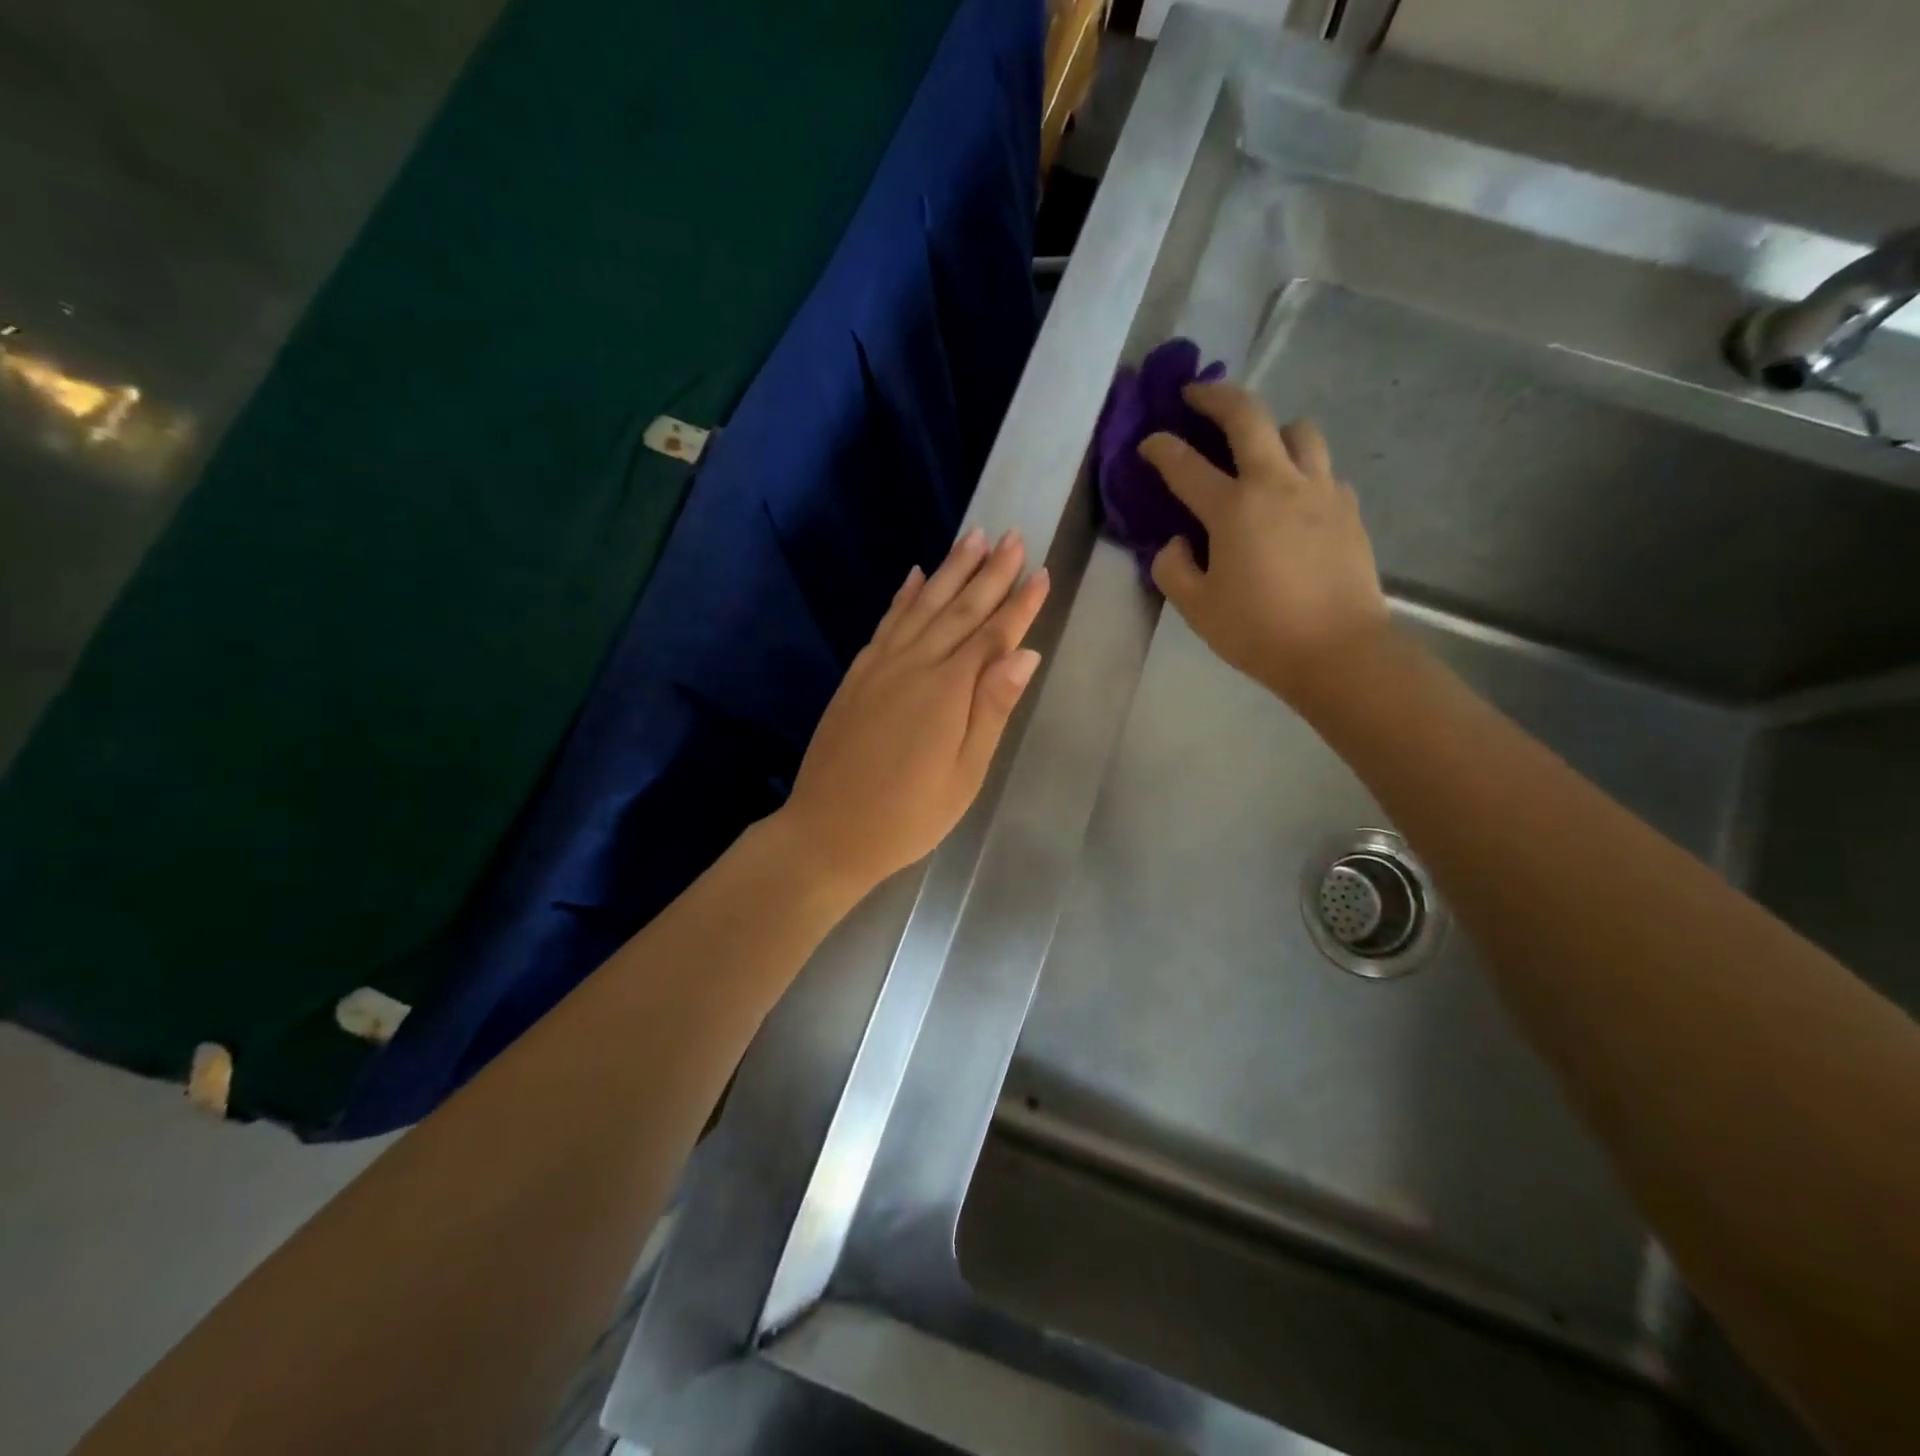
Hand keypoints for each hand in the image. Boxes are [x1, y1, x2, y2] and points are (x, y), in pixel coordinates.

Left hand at [780, 528, 1049, 896]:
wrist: (828, 831)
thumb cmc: (908, 815)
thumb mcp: (964, 774)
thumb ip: (992, 709)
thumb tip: (1025, 654)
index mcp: (948, 690)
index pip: (993, 635)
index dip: (1020, 604)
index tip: (1042, 572)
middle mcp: (914, 665)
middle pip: (960, 610)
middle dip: (990, 572)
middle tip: (1012, 536)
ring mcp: (880, 666)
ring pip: (923, 606)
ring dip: (950, 570)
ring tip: (972, 537)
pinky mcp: (858, 675)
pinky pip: (886, 623)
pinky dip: (904, 596)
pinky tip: (916, 575)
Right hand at [1141, 381, 1388, 708]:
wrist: (1338, 650)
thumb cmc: (1258, 631)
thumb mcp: (1197, 608)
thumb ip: (1173, 568)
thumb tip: (1178, 542)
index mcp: (1233, 508)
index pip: (1185, 464)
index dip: (1160, 448)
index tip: (1148, 442)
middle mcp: (1277, 483)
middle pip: (1248, 415)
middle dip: (1216, 396)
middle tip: (1197, 394)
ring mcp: (1319, 490)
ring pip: (1298, 431)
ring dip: (1272, 430)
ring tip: (1258, 450)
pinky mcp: (1347, 508)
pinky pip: (1323, 470)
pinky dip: (1302, 471)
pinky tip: (1293, 500)